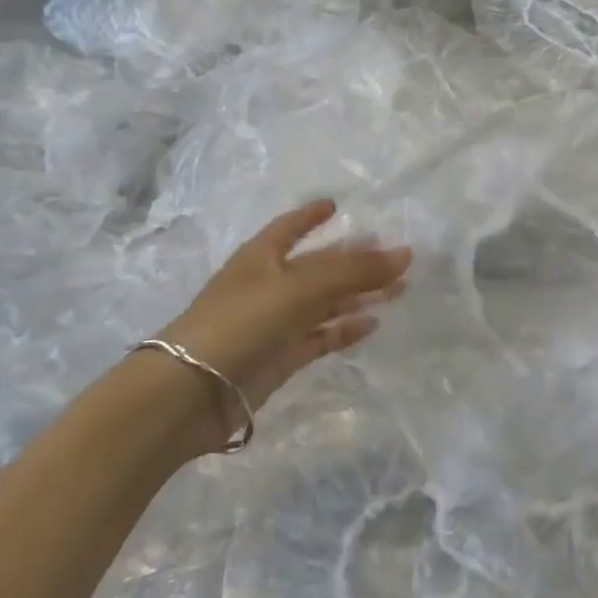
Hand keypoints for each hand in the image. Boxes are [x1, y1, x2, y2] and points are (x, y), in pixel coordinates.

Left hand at [157, 200, 410, 444]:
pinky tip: (372, 324)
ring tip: (399, 289)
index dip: (311, 215)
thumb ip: (352, 271)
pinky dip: (345, 330)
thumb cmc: (241, 322)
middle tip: (395, 256)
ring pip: (325, 303)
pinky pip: (321, 337)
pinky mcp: (281, 358)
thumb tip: (405, 253)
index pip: (290, 227)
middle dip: (353, 260)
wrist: (192, 392)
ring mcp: (275, 323)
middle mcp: (269, 285)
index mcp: (262, 257)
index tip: (336, 205)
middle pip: (319, 267)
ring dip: (358, 295)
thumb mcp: (298, 287)